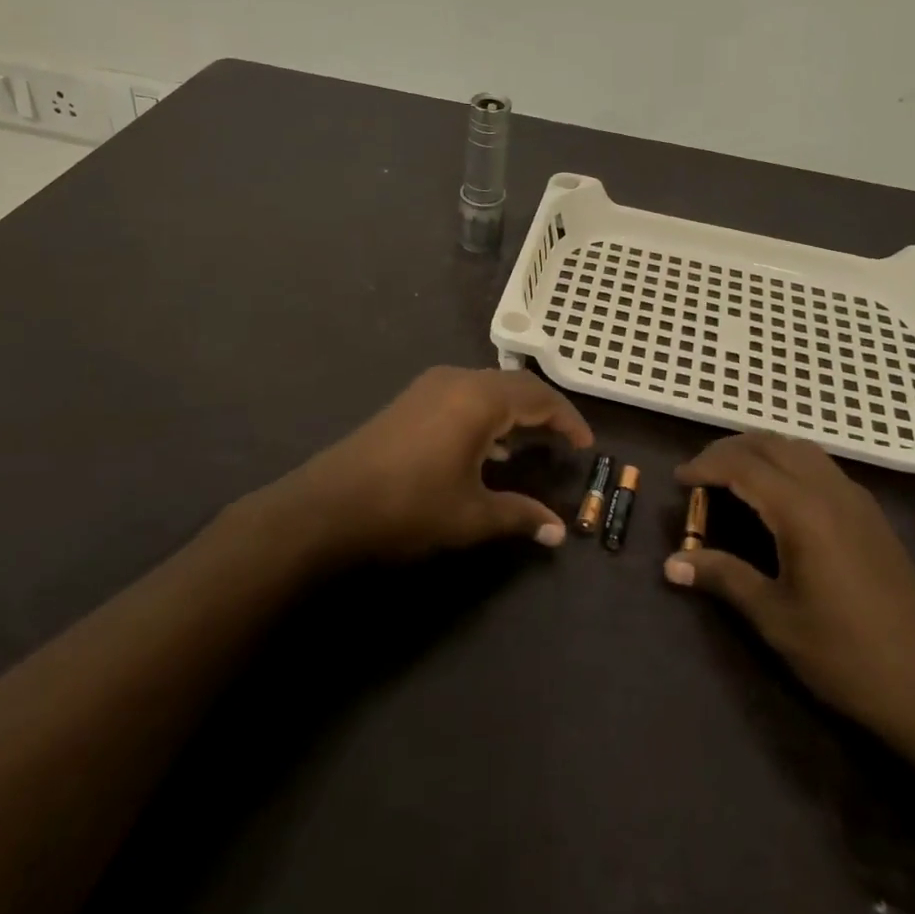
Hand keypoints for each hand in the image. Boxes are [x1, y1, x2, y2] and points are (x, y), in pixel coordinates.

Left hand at [272, 366, 592, 565]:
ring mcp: (430, 386)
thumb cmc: (409, 506)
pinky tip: (485, 445)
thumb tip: (559, 533)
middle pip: (515, 386)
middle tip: (564, 441)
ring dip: (513, 410)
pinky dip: (486, 412)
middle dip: (543, 411)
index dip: (567, 419)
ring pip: (487, 387)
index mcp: (480, 398)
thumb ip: (520, 516)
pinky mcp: (411, 399)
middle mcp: (457, 380)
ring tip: (530, 443)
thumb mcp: (471, 516)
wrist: (328, 505)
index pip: (539, 397)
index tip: (586, 444)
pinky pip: (463, 394)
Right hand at [664, 433, 914, 747]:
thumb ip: (723, 578)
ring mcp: (856, 500)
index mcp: (803, 511)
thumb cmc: (846, 655)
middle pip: (771, 445)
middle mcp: (830, 490)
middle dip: (729, 450)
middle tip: (700, 474)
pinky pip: (820, 466)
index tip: (678, 480)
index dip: (706, 466)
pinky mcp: (871, 515)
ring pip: (799, 449)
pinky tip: (778, 496)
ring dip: (761, 451)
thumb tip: (671, 564)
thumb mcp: (775, 618)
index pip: (743, 466)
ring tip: (732, 477)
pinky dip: (787, 463)